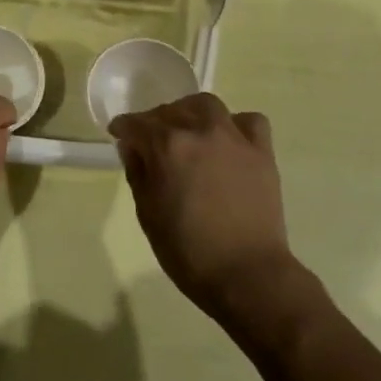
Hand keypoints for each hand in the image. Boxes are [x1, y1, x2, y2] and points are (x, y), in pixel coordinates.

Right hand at [109, 93, 298, 319]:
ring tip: (188, 131)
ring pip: (207, 106)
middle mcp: (200, 131)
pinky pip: (249, 121)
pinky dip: (235, 124)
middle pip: (170, 111)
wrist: (247, 274)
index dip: (123, 129)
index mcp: (167, 146)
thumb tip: (133, 147)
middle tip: (151, 141)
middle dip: (155, 121)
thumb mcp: (148, 214)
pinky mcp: (261, 151)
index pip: (136, 124)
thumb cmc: (188, 251)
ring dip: (191, 113)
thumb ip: (138, 173)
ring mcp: (234, 138)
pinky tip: (228, 141)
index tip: (119, 135)